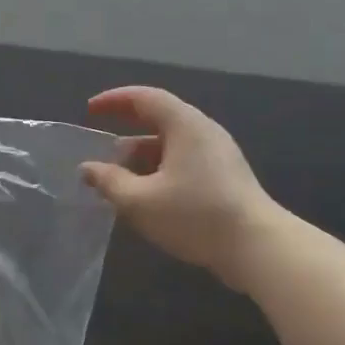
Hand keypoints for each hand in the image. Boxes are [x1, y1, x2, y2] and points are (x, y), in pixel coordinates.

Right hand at [82, 86, 281, 291]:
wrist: (256, 246)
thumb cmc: (195, 215)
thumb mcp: (141, 201)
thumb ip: (110, 182)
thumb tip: (88, 168)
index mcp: (185, 125)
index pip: (145, 98)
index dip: (114, 100)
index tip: (90, 110)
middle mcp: (204, 132)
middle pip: (159, 121)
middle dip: (126, 135)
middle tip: (101, 153)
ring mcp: (218, 155)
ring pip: (171, 146)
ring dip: (142, 158)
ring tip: (119, 182)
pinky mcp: (225, 178)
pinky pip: (184, 163)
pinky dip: (159, 171)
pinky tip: (147, 198)